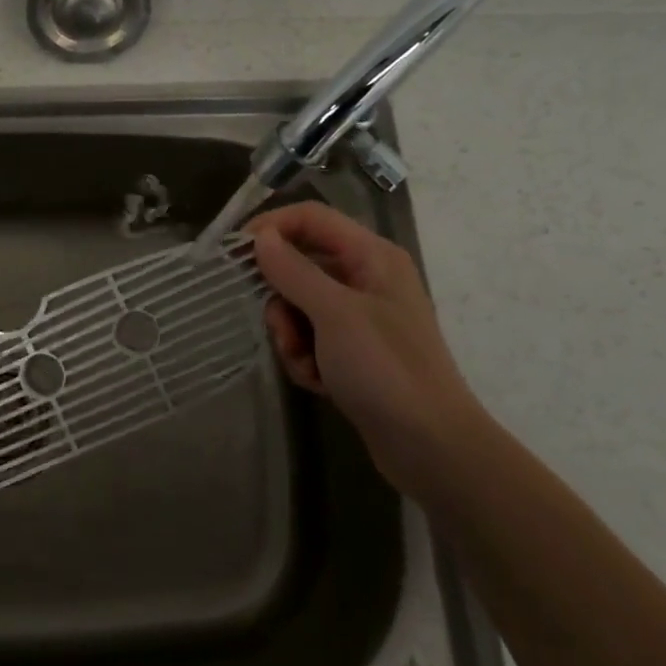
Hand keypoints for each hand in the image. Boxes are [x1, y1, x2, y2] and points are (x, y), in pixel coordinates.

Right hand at [246, 202, 487, 498]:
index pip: (311, 218)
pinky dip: (306, 358)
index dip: (272, 227)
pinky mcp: (352, 351)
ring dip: (291, 335)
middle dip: (282, 299)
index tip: (235, 252)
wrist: (430, 447)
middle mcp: (366, 278)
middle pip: (300, 265)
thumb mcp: (335, 314)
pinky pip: (310, 338)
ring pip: (299, 306)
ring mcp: (359, 316)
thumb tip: (260, 236)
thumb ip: (294, 271)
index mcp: (371, 256)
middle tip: (282, 329)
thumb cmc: (386, 369)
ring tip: (306, 364)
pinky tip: (320, 382)